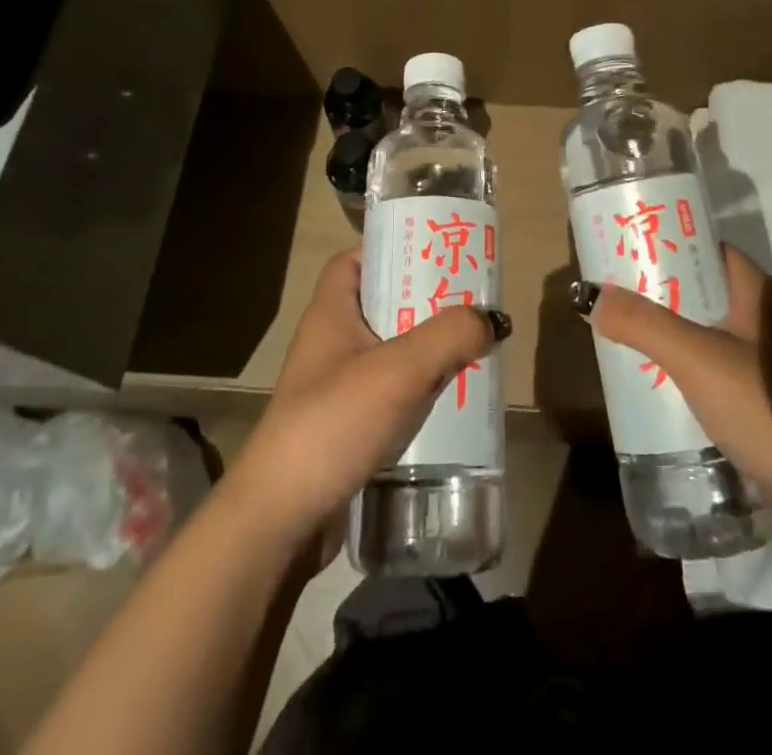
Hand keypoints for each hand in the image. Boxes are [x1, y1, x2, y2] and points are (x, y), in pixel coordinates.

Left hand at [224, 248, 507, 563]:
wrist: (280, 522)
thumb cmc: (332, 424)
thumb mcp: (399, 370)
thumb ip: (449, 336)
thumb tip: (492, 318)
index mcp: (331, 314)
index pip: (353, 261)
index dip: (389, 249)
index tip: (432, 253)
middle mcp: (331, 345)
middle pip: (381, 305)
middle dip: (424, 302)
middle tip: (468, 302)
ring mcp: (336, 389)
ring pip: (391, 353)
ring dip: (428, 350)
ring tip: (472, 348)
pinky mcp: (346, 429)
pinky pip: (391, 396)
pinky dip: (420, 393)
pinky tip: (452, 401)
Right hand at [580, 244, 771, 547]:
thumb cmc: (770, 411)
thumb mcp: (698, 361)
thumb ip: (645, 325)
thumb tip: (594, 297)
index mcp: (760, 294)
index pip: (708, 248)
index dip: (668, 242)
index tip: (625, 248)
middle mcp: (769, 318)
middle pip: (705, 289)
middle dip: (660, 291)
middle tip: (613, 296)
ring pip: (710, 330)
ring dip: (672, 331)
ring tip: (625, 336)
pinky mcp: (771, 398)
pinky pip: (719, 366)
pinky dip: (689, 366)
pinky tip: (659, 383)